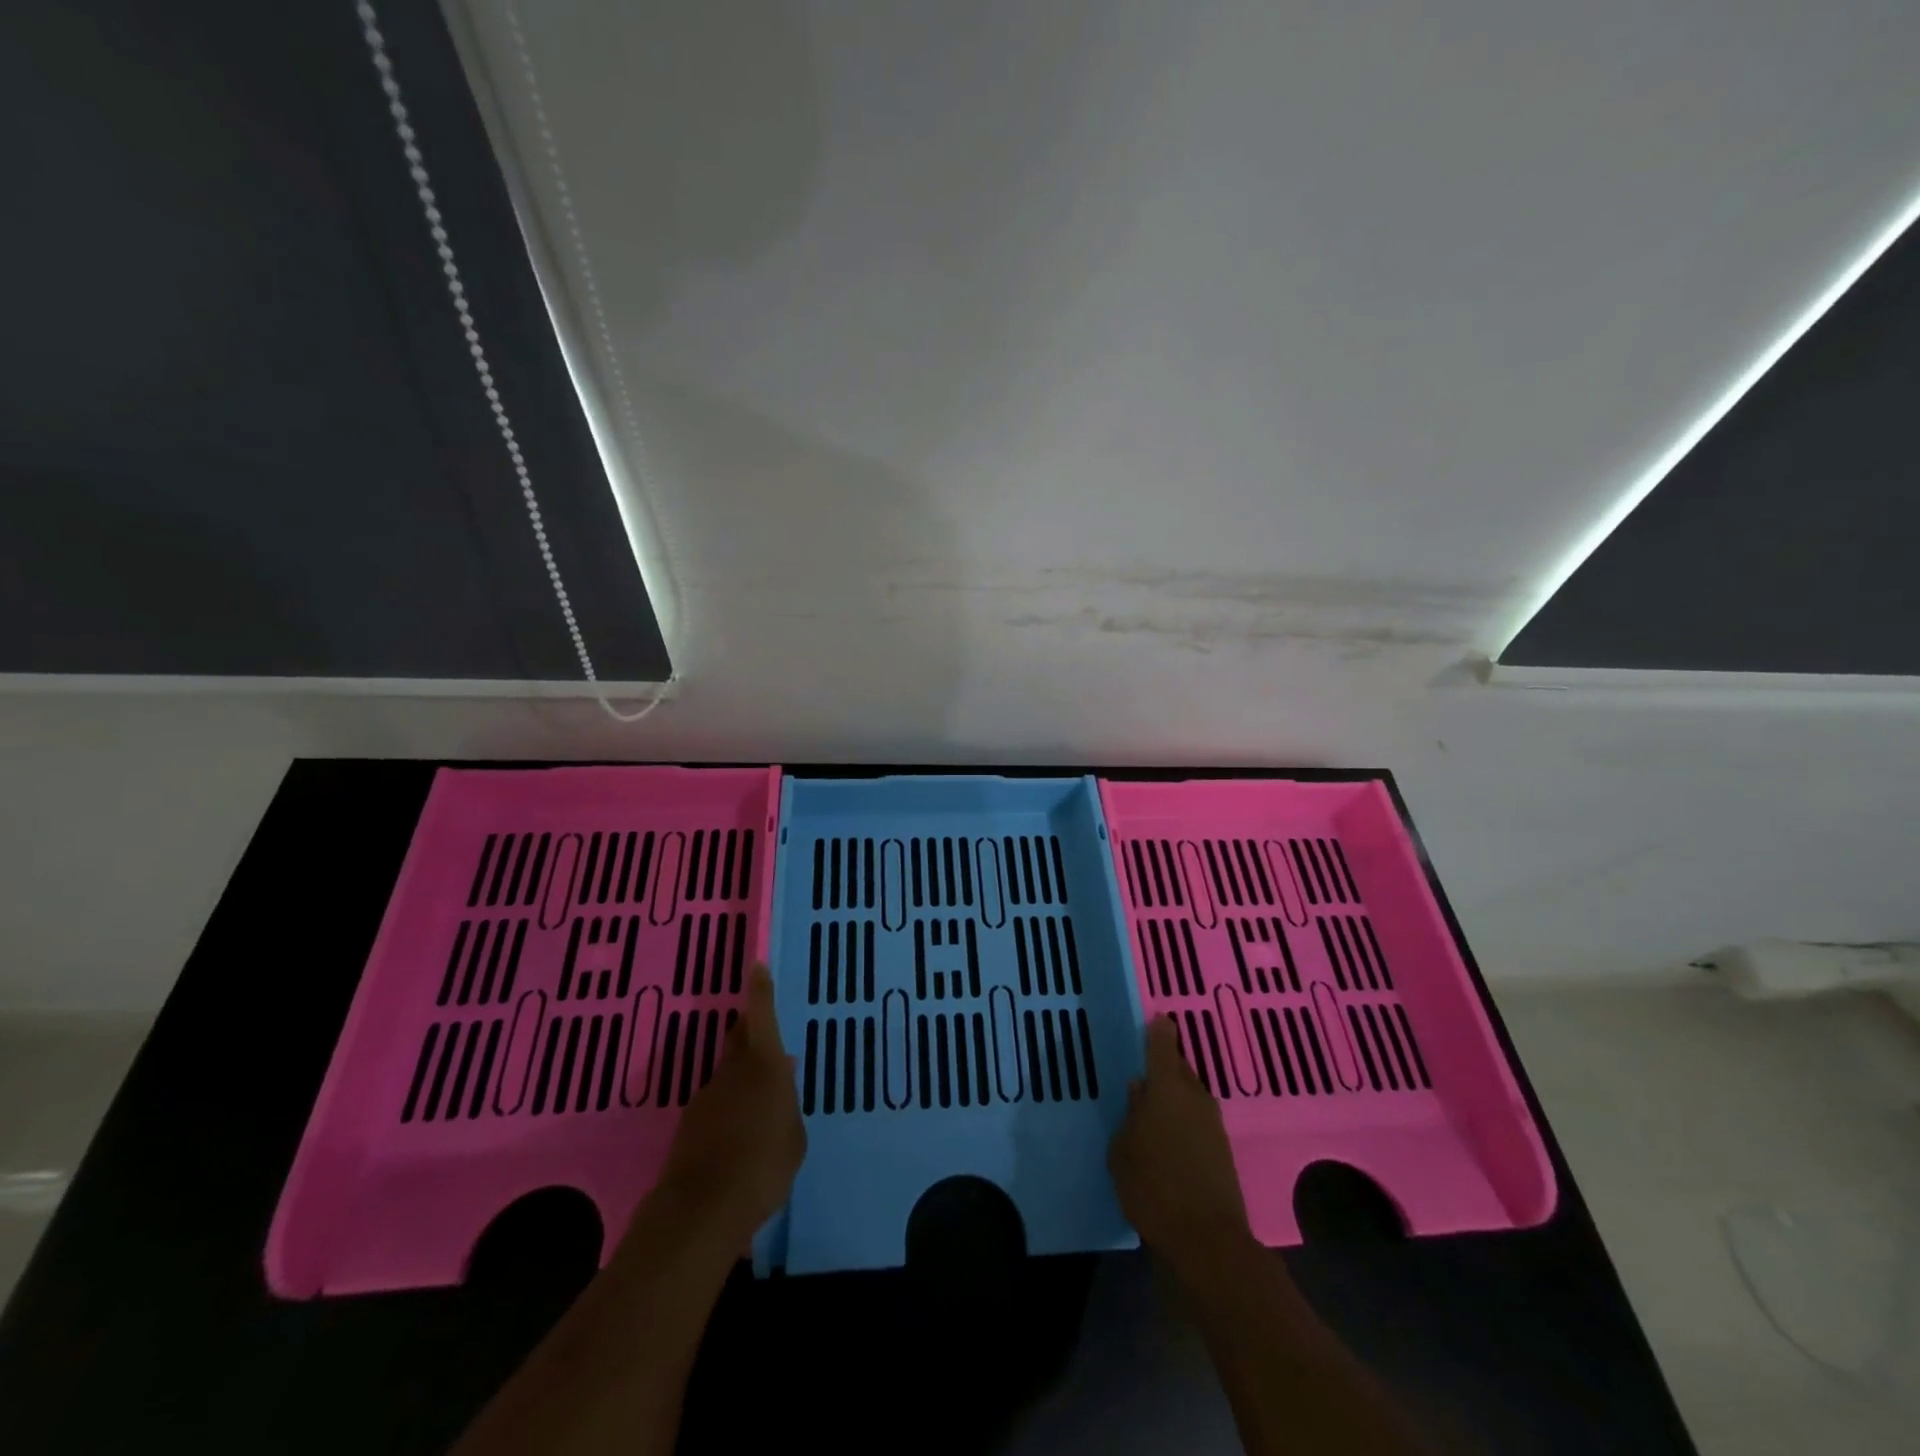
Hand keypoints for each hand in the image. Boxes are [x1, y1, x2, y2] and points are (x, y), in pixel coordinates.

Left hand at [654, 964, 805, 1248]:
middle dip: (749, 1030)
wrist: (702, 1210)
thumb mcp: (794, 1136)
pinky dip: (728, 1110)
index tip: (756, 965)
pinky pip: (716, 1105)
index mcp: (765, 1066)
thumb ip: (788, 1103)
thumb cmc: (764, 1165)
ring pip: (728, 1074)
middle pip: (739, 1039)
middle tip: (763, 1034)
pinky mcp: (689, 1125)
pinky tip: (738, 1137)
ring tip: (758, 1104)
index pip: (762, 1016)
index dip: (760, 990)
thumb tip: (783, 1076)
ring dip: (741, 1079)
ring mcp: (706, 1097)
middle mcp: (732, 1072)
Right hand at [1109, 1015, 1252, 1271]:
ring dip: (1175, 1095)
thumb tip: (1139, 1090)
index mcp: (1166, 1087)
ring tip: (1154, 1107)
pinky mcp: (1222, 1149)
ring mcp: (1213, 1123)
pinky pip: (1198, 1119)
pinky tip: (1170, 1136)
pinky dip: (1185, 1119)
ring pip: (1191, 1094)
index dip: (1159, 1030)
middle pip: (1180, 1068)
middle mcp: (1194, 1096)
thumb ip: (1130, 1114)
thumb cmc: (1153, 1186)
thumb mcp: (1122, 1149)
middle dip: (1165, 1065)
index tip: (1156, 1019)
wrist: (1207, 1240)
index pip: (1163, 1045)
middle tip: (1145, 1071)